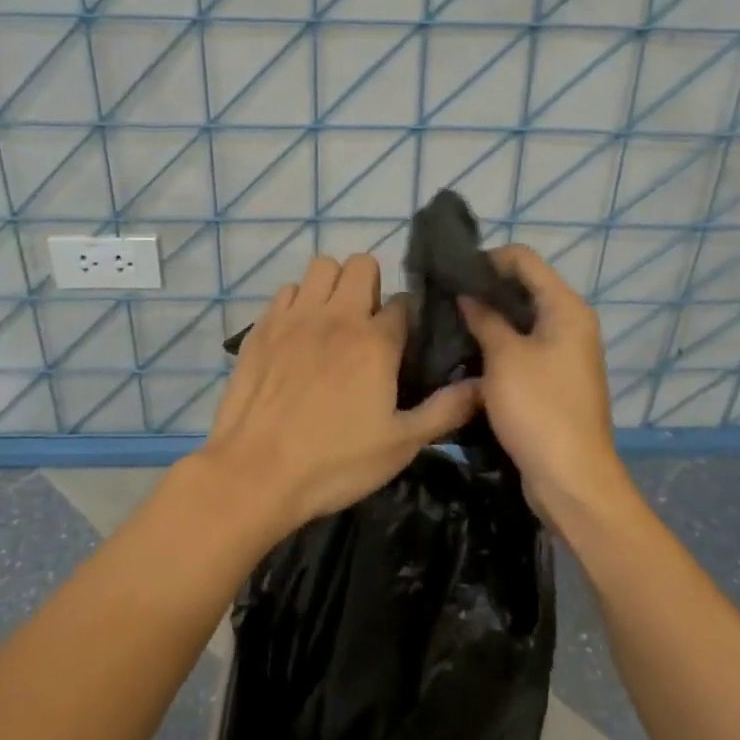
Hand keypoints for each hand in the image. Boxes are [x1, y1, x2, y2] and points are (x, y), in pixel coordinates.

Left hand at [200, 253, 481, 534]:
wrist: (255, 473)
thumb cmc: (333, 463)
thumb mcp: (400, 445)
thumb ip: (445, 410)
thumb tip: (484, 385)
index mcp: (375, 341)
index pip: (403, 303)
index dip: (409, 318)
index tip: (405, 342)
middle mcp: (337, 316)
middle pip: (362, 266)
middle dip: (371, 286)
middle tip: (368, 325)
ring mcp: (295, 317)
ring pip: (321, 267)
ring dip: (333, 285)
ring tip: (333, 322)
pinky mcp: (262, 327)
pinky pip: (286, 291)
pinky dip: (298, 302)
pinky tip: (298, 334)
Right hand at [460, 245, 637, 533]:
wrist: (571, 479)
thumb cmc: (539, 409)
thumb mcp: (505, 358)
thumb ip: (485, 319)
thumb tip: (466, 294)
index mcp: (566, 308)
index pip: (524, 259)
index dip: (487, 259)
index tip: (451, 273)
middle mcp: (569, 323)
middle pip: (523, 287)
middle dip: (484, 289)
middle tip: (443, 298)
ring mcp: (563, 353)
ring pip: (520, 320)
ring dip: (488, 319)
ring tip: (448, 323)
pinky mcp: (553, 379)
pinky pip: (522, 348)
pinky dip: (497, 345)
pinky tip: (466, 352)